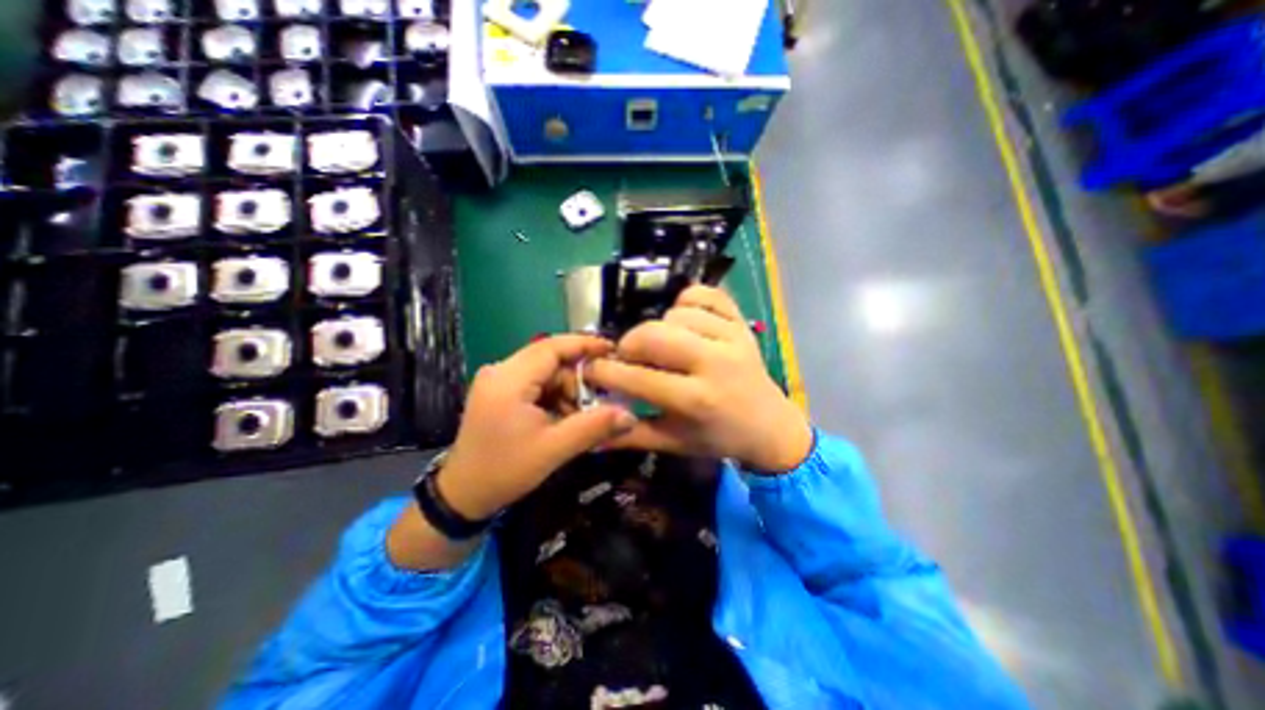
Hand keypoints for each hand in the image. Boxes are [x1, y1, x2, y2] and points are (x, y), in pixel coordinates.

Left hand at [437, 335, 638, 517]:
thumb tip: (629, 415)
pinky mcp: (500, 392)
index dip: (584, 344)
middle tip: (601, 400)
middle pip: (550, 360)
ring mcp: (498, 380)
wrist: (462, 496)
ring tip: (583, 415)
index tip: (613, 349)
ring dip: (568, 390)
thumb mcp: (553, 449)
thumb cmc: (504, 471)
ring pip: (546, 373)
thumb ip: (593, 428)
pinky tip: (565, 417)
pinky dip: (555, 396)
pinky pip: (536, 384)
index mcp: (509, 380)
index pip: (551, 347)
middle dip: (578, 378)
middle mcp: (501, 371)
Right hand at [586, 282, 809, 471]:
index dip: (605, 371)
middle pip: (655, 335)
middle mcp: (715, 364)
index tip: (591, 369)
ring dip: (659, 327)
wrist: (770, 426)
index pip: (638, 377)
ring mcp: (732, 338)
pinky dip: (688, 300)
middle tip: (627, 356)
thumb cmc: (718, 438)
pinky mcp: (742, 323)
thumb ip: (631, 436)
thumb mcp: (673, 443)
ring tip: (662, 345)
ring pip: (677, 312)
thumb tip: (590, 435)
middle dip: (629, 344)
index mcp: (696, 400)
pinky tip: (683, 320)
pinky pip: (707, 294)